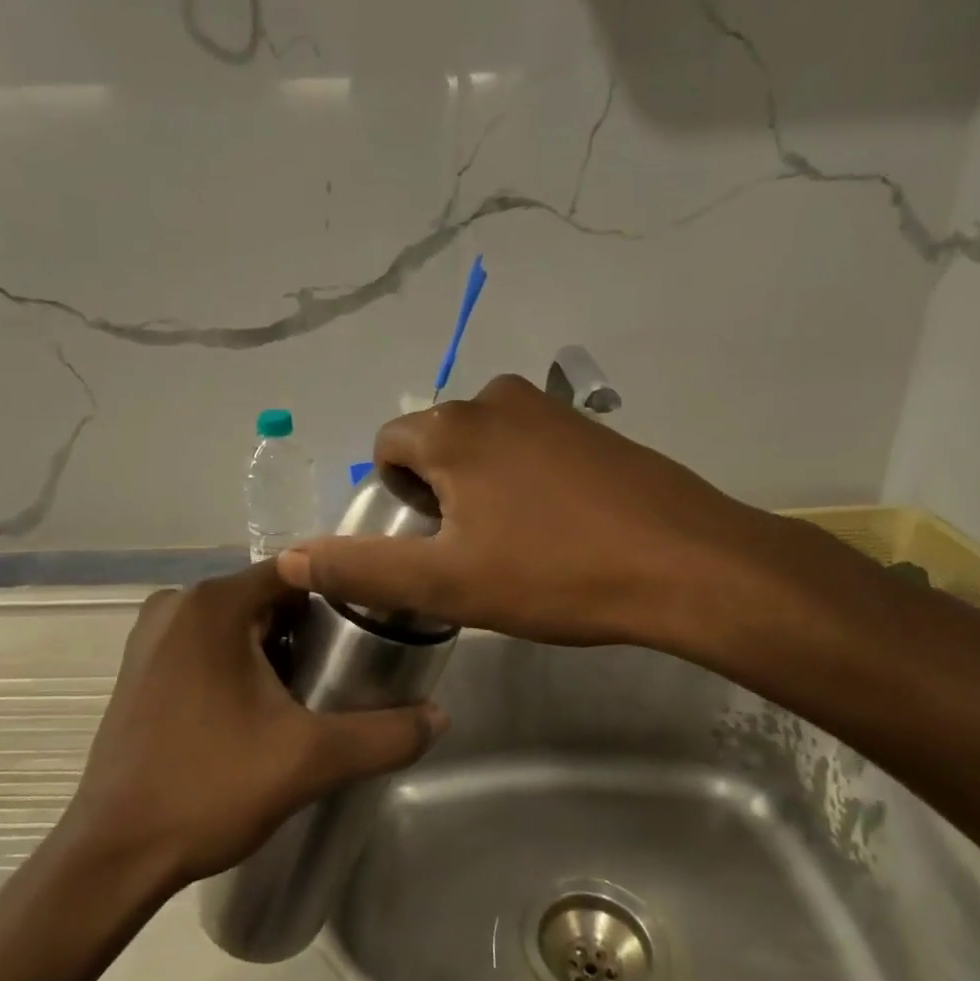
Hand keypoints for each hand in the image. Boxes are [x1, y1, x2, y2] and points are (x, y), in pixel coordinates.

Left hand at [60, 561, 445, 890]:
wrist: (113, 854)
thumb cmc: (209, 789)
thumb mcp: (309, 760)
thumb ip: (383, 735)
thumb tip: (441, 716)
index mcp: (213, 604)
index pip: (297, 574)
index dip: (340, 596)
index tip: (373, 630)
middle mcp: (177, 604)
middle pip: (268, 597)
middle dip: (310, 630)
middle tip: (346, 675)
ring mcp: (152, 634)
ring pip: (238, 622)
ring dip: (275, 649)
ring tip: (308, 697)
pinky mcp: (140, 666)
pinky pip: (207, 644)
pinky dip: (239, 662)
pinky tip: (258, 710)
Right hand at [278, 373, 798, 659]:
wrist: (687, 564)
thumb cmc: (556, 574)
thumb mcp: (446, 582)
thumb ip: (362, 567)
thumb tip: (291, 557)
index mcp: (452, 428)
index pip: (388, 447)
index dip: (394, 499)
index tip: (428, 545)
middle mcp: (495, 398)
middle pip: (435, 443)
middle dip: (437, 492)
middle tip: (470, 552)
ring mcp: (550, 408)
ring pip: (483, 444)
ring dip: (480, 486)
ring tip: (514, 542)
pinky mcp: (590, 427)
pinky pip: (529, 445)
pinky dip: (524, 478)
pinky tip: (558, 525)